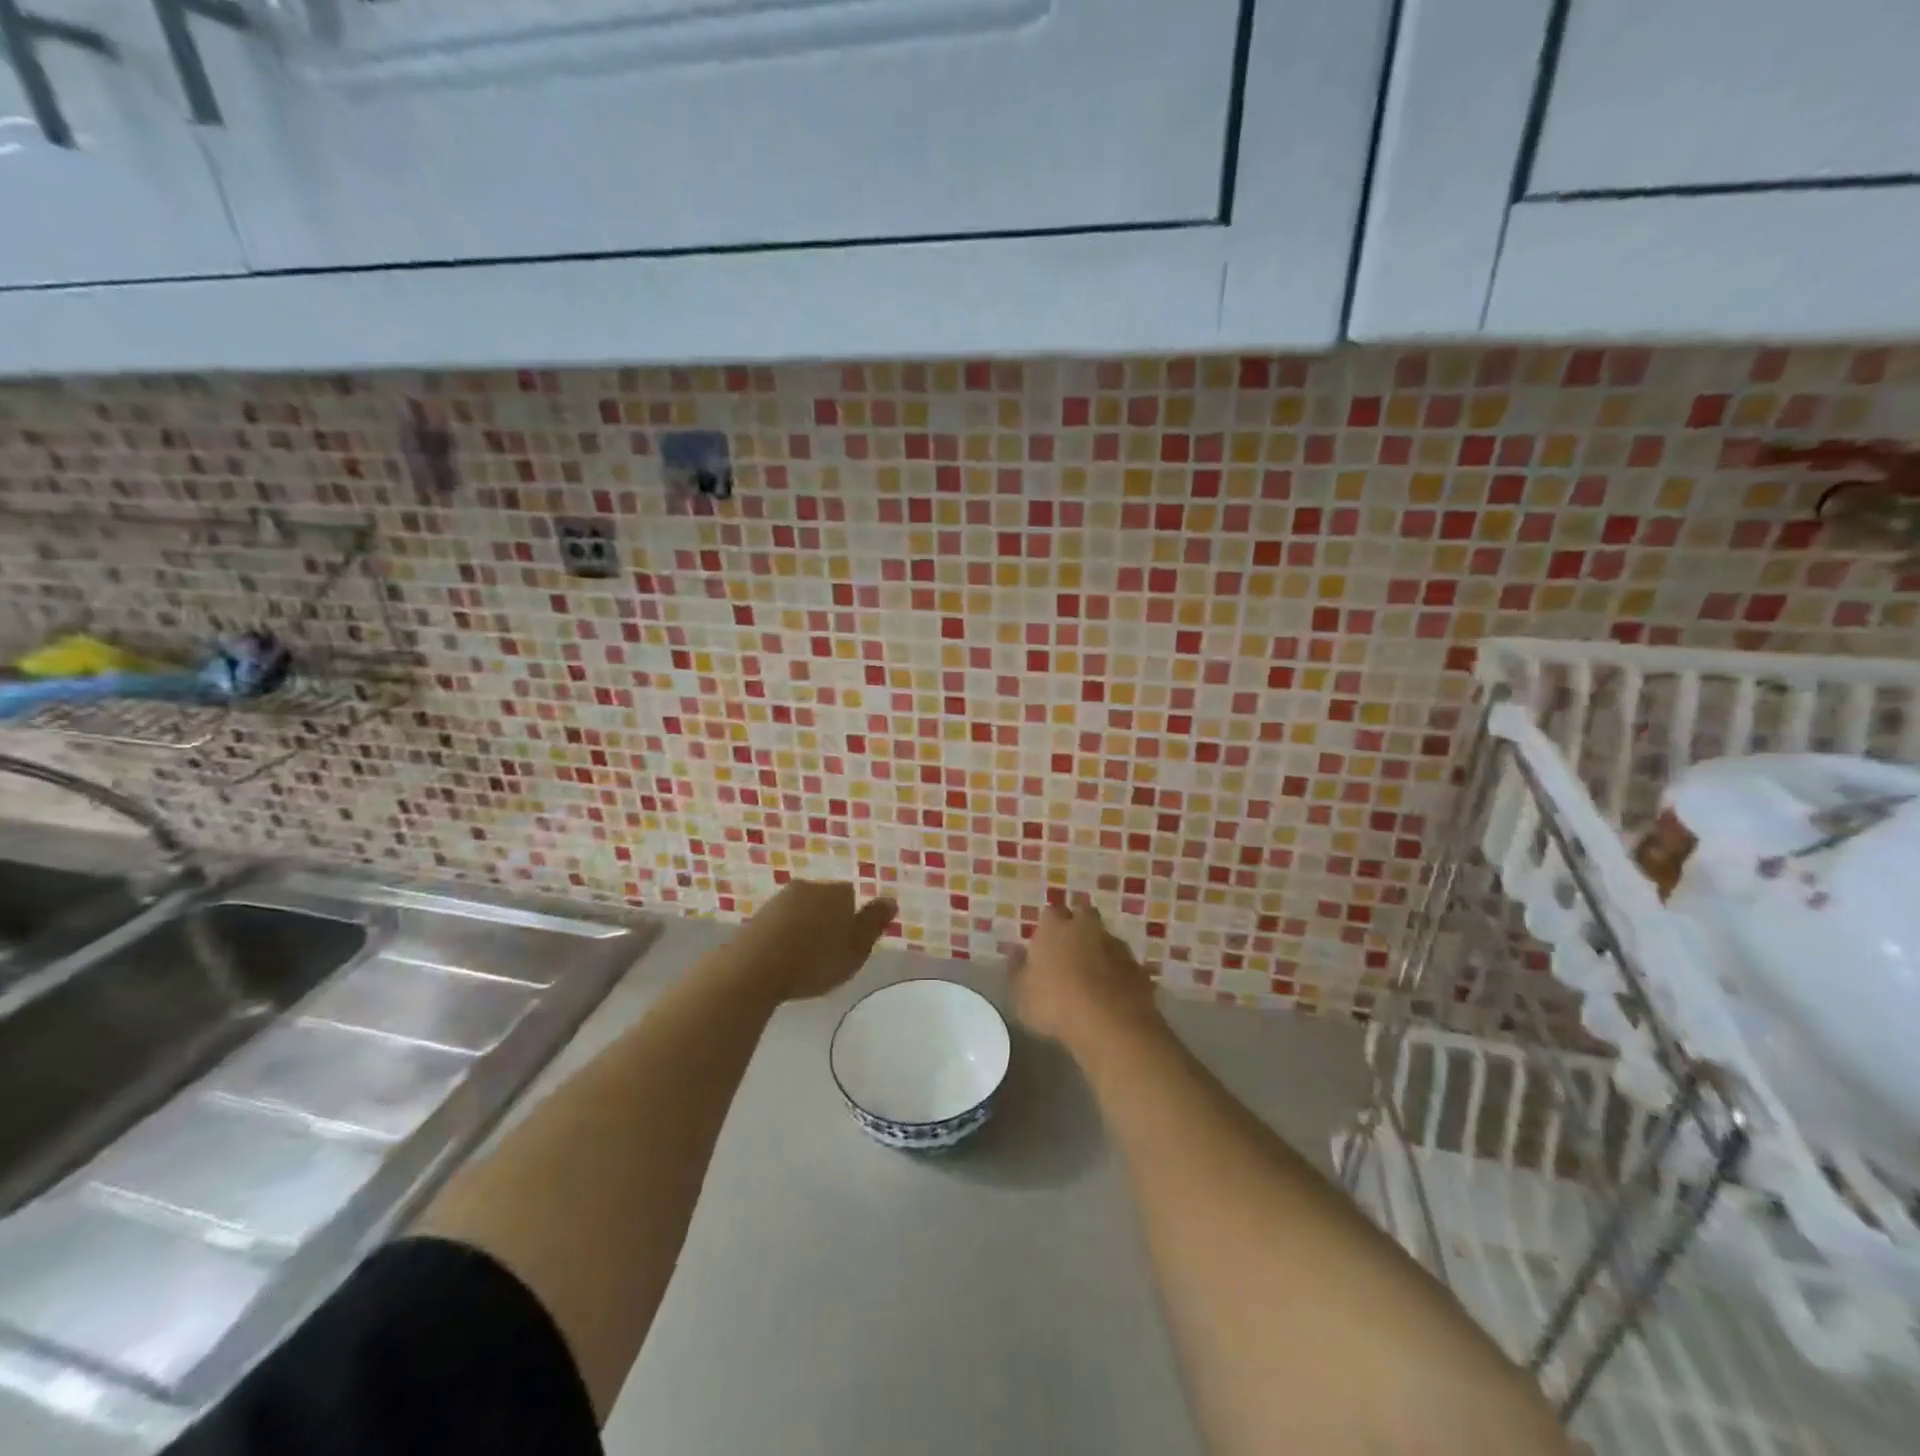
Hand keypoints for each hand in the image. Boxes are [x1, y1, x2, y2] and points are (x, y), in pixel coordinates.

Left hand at [732, 880, 896, 1001]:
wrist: (754, 968)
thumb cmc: (814, 961)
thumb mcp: (856, 949)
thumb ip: (873, 924)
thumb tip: (890, 899)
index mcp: (837, 892)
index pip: (851, 897)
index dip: (852, 920)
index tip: (847, 944)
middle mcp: (809, 887)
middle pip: (825, 901)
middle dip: (827, 921)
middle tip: (827, 954)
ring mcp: (780, 900)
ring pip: (801, 911)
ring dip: (804, 929)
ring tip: (803, 961)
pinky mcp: (758, 916)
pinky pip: (780, 924)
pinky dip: (784, 938)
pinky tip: (782, 960)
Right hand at [1009, 894, 1159, 1054]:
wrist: (1109, 1023)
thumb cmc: (1054, 1004)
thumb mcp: (1021, 994)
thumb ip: (1017, 970)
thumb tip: (1015, 952)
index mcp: (1055, 927)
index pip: (1051, 912)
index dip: (1048, 925)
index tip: (1045, 941)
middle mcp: (1087, 927)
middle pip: (1084, 915)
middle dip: (1078, 926)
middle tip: (1070, 949)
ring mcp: (1116, 946)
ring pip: (1106, 939)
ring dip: (1100, 950)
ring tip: (1092, 977)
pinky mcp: (1138, 968)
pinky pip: (1124, 965)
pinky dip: (1119, 974)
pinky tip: (1112, 995)